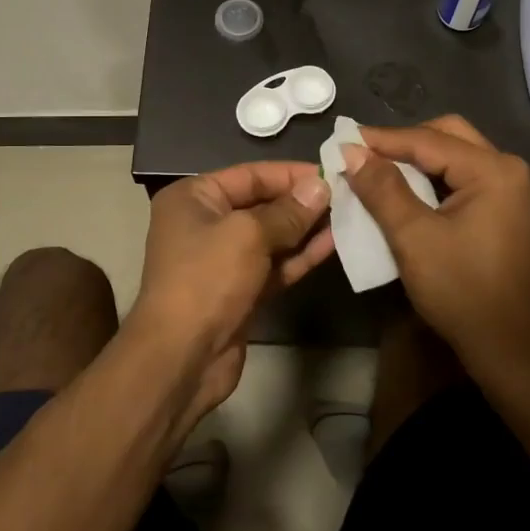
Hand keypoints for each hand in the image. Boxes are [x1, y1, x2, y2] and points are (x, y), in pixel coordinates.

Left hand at [127, 162, 333, 419]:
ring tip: (347, 217)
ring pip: (272, 237)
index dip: (291, 174)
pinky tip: (332, 244)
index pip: (250, 175)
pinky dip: (300, 256)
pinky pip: (275, 265)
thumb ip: (288, 211)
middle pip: (262, 204)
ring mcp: (223, 260)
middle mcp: (205, 223)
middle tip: (346, 196)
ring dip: (306, 229)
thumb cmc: (207, 279)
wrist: (182, 357)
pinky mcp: (240, 291)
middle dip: (302, 202)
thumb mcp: (248, 235)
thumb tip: (321, 186)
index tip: (332, 172)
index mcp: (194, 198)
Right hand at [342, 116, 529, 371]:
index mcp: (493, 170)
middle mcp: (508, 169)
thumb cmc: (461, 291)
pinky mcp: (505, 209)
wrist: (508, 347)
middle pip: (447, 135)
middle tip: (363, 154)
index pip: (428, 140)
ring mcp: (510, 190)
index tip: (342, 141)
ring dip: (416, 159)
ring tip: (376, 169)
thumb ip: (382, 189)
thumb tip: (352, 151)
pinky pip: (462, 178)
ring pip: (455, 155)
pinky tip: (404, 190)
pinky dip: (432, 178)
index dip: (382, 139)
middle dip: (403, 142)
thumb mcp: (413, 237)